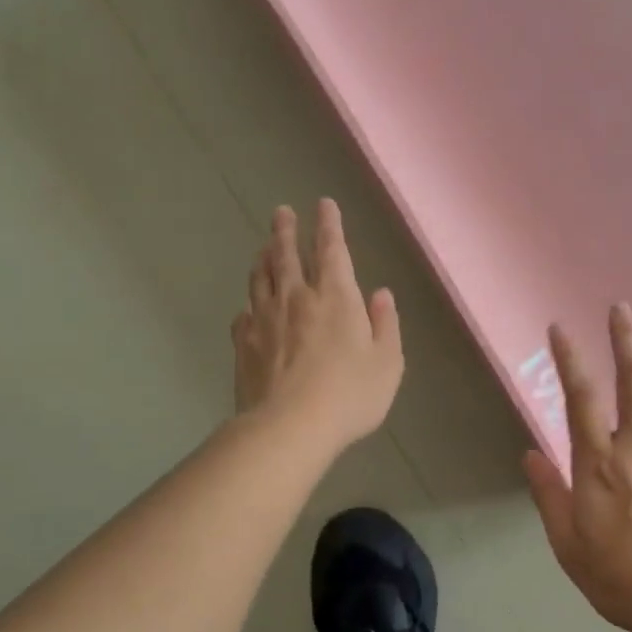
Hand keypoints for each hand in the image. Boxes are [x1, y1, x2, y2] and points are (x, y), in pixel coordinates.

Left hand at [232, 199, 403, 453]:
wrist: (289, 427)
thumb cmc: (350, 394)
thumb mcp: (387, 362)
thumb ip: (385, 324)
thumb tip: (380, 294)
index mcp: (335, 297)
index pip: (331, 249)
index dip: (328, 225)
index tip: (323, 204)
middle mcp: (296, 298)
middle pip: (286, 255)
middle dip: (286, 231)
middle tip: (281, 212)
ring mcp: (264, 320)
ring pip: (261, 279)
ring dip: (264, 258)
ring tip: (264, 247)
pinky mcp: (244, 345)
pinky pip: (244, 314)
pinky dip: (249, 303)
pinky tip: (249, 306)